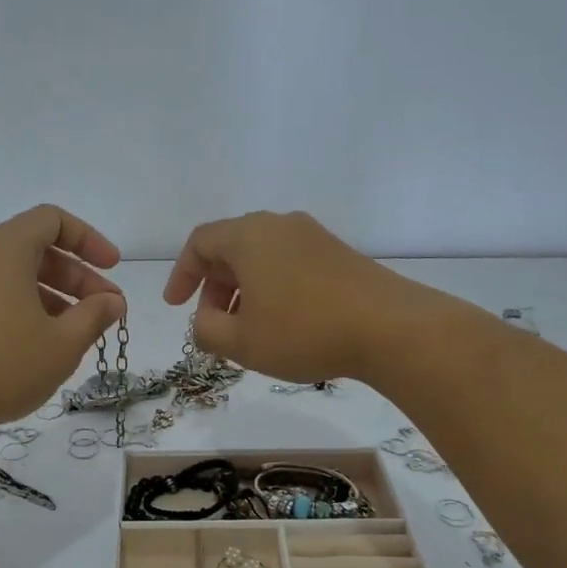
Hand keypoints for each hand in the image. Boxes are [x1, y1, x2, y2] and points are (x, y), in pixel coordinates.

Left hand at [0, 205, 124, 437]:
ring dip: (53, 295)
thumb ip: (94, 316)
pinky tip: (40, 345)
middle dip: (76, 276)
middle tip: (104, 310)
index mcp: (5, 248)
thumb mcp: (62, 343)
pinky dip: (24, 307)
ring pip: (14, 275)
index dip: (89, 240)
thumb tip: (112, 301)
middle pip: (35, 248)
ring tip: (77, 332)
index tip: (112, 270)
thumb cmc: (2, 365)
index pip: (52, 220)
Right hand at [163, 210, 420, 383]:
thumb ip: (206, 330)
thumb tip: (204, 321)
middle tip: (213, 325)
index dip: (181, 274)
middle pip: (231, 248)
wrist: (390, 328)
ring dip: (244, 292)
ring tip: (248, 331)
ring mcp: (314, 237)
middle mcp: (280, 225)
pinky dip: (273, 290)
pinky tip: (283, 325)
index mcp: (249, 235)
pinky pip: (290, 265)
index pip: (200, 242)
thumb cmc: (303, 331)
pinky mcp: (339, 255)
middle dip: (214, 287)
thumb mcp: (241, 342)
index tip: (176, 306)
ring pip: (262, 258)